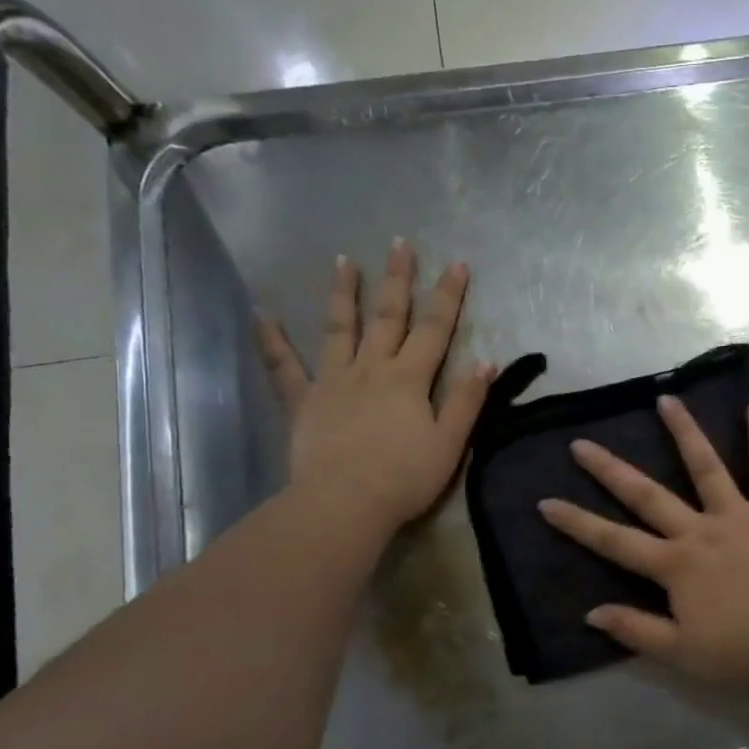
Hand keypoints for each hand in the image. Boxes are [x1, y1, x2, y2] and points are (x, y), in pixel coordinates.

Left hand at [255, 242, 493, 534]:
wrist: (344, 504)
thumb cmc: (404, 477)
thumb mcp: (450, 443)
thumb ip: (467, 400)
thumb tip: (486, 361)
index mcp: (409, 379)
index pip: (434, 329)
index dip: (448, 296)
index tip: (458, 264)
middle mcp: (371, 369)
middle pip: (387, 317)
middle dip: (397, 279)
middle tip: (400, 243)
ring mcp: (333, 382)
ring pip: (339, 329)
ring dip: (344, 294)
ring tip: (343, 260)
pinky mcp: (303, 402)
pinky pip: (284, 367)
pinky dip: (272, 340)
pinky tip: (262, 315)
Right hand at [538, 395, 748, 685]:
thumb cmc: (740, 650)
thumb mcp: (679, 651)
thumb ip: (635, 629)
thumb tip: (590, 613)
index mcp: (674, 565)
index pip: (614, 541)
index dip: (578, 523)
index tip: (547, 501)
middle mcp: (698, 530)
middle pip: (647, 495)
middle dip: (610, 471)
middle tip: (581, 444)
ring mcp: (736, 515)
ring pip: (705, 466)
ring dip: (684, 431)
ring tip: (665, 400)